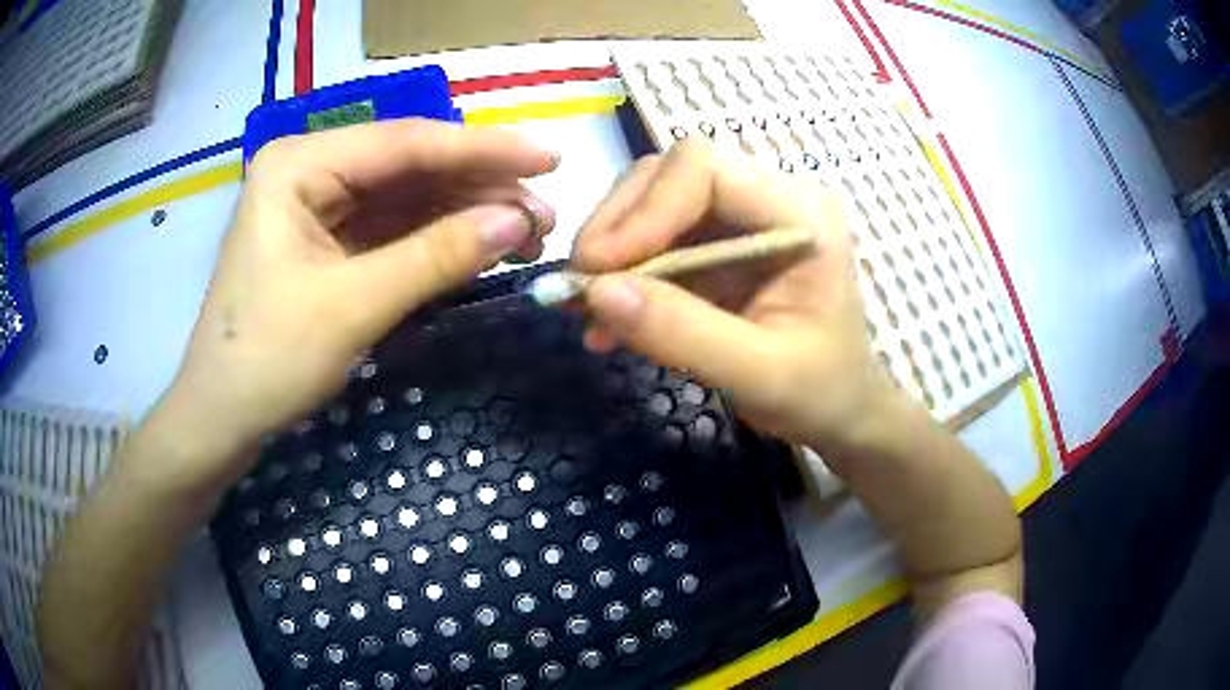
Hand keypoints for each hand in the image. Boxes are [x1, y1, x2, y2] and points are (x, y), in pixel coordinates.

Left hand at [163, 119, 558, 483]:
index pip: (405, 143)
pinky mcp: (328, 242)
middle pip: (409, 166)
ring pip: (407, 197)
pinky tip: (480, 246)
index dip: (483, 150)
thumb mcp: (352, 306)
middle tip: (545, 215)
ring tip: (527, 234)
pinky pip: (393, 228)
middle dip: (479, 188)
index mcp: (299, 164)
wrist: (221, 420)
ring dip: (465, 214)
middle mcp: (310, 170)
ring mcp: (319, 206)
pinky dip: (438, 238)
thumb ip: (436, 256)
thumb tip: (517, 221)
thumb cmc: (266, 360)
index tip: (551, 159)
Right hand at [574, 138, 898, 452]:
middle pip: (668, 175)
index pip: (703, 168)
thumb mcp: (758, 375)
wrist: (838, 409)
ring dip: (611, 252)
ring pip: (652, 201)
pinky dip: (622, 275)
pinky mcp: (718, 241)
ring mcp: (742, 216)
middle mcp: (769, 196)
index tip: (599, 270)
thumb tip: (595, 293)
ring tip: (586, 311)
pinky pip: (655, 238)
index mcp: (800, 213)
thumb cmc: (819, 393)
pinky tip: (604, 320)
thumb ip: (682, 333)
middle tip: (580, 290)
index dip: (643, 210)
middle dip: (616, 228)